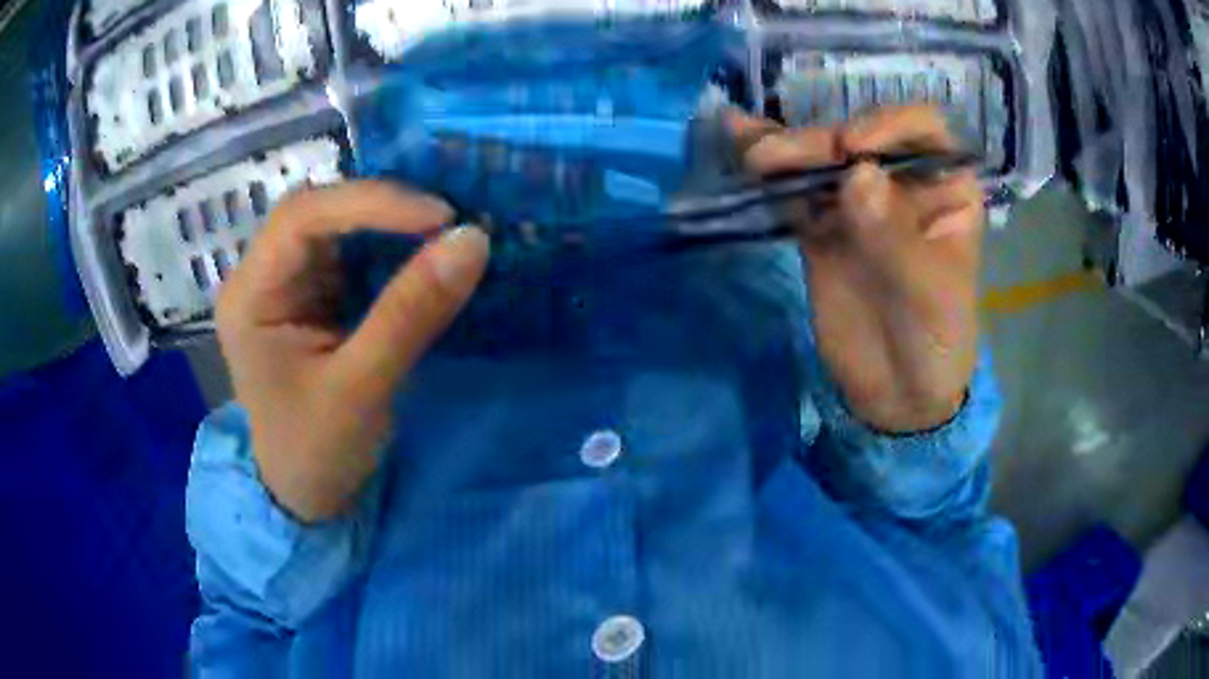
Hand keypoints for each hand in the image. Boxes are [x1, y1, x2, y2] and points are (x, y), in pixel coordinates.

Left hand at [215, 181, 489, 521]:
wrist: (306, 497)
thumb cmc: (317, 452)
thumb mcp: (362, 388)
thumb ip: (411, 313)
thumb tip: (472, 240)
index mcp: (250, 296)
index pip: (301, 217)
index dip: (370, 203)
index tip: (440, 217)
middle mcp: (263, 276)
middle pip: (318, 211)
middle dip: (382, 207)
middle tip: (448, 220)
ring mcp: (288, 283)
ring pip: (338, 225)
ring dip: (391, 222)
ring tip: (445, 230)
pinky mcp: (314, 295)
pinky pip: (353, 252)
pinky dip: (393, 246)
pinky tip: (424, 251)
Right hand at [732, 105, 983, 433]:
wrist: (899, 394)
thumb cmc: (937, 340)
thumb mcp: (929, 293)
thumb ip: (894, 234)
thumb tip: (856, 172)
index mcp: (945, 188)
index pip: (921, 130)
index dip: (887, 123)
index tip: (854, 148)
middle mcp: (901, 183)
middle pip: (858, 140)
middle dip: (820, 142)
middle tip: (779, 158)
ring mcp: (858, 203)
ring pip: (821, 161)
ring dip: (785, 150)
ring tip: (753, 154)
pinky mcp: (822, 227)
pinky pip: (795, 192)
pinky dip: (769, 173)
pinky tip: (740, 143)